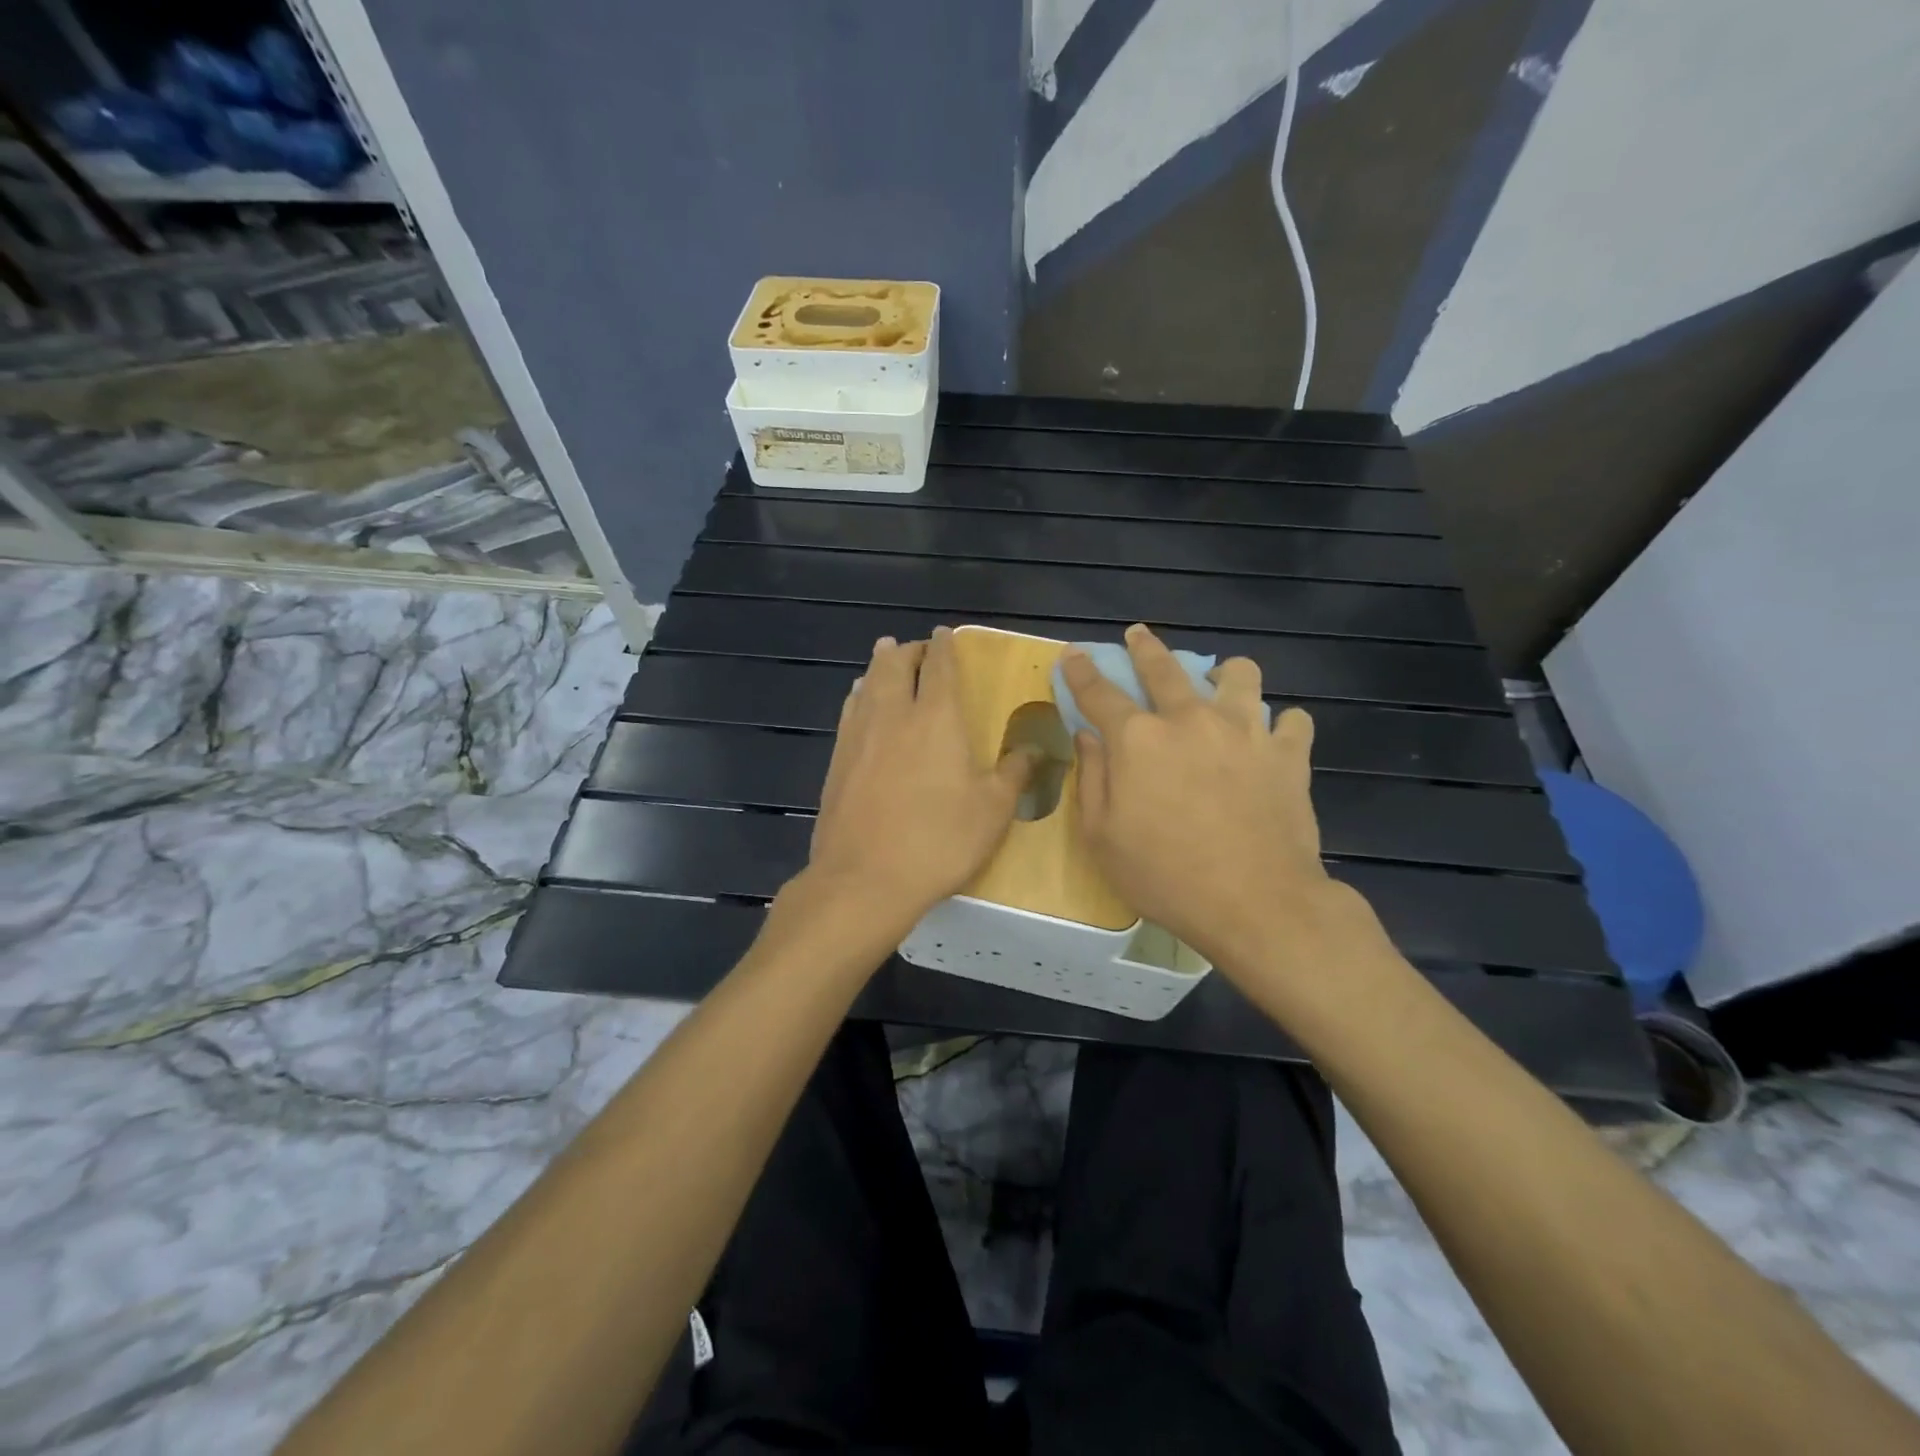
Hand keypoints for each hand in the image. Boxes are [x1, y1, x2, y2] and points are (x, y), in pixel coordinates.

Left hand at [804, 629, 1036, 924]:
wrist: (865, 878)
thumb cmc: (938, 841)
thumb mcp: (992, 811)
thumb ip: (1014, 772)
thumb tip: (1035, 748)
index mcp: (936, 719)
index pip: (940, 667)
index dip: (944, 646)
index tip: (945, 634)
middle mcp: (894, 715)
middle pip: (897, 665)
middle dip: (909, 649)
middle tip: (918, 648)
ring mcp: (859, 735)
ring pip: (868, 683)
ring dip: (880, 664)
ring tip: (887, 654)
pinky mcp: (837, 759)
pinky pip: (850, 709)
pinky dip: (860, 694)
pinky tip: (860, 699)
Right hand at [1063, 624, 1373, 973]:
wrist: (1256, 904)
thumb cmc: (1165, 876)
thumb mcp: (1102, 837)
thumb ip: (1091, 779)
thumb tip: (1088, 737)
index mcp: (1138, 740)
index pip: (1099, 692)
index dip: (1082, 671)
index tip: (1073, 654)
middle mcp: (1189, 720)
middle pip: (1164, 668)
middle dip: (1145, 647)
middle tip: (1139, 635)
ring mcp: (1244, 731)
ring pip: (1240, 675)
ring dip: (1225, 675)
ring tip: (1222, 686)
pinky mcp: (1288, 754)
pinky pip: (1291, 720)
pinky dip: (1279, 725)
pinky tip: (1271, 739)